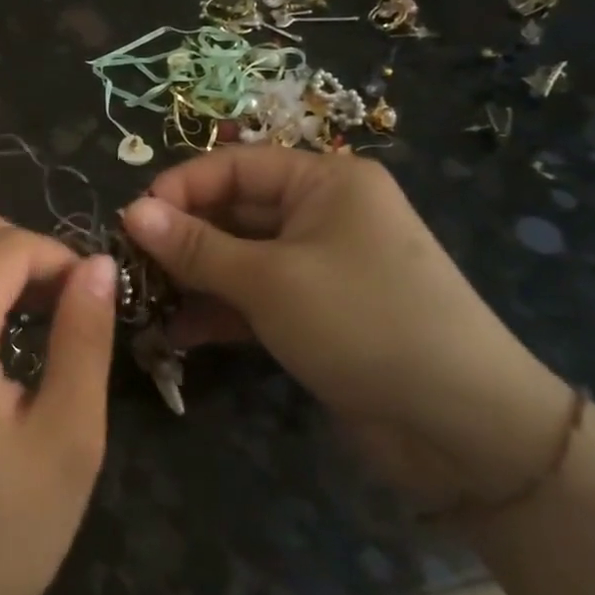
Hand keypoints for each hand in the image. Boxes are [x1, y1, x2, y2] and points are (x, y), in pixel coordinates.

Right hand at [122, 148, 572, 507]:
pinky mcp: (316, 313)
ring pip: (238, 258)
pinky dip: (218, 310)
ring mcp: (319, 266)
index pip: (233, 166)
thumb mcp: (269, 280)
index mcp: (324, 182)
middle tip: (128, 265)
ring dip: (192, 278)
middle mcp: (322, 214)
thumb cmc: (364, 323)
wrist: (466, 429)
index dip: (178, 189)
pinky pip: (254, 297)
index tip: (130, 221)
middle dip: (180, 239)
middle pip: (232, 211)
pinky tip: (175, 333)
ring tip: (142, 300)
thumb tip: (131, 212)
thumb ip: (195, 247)